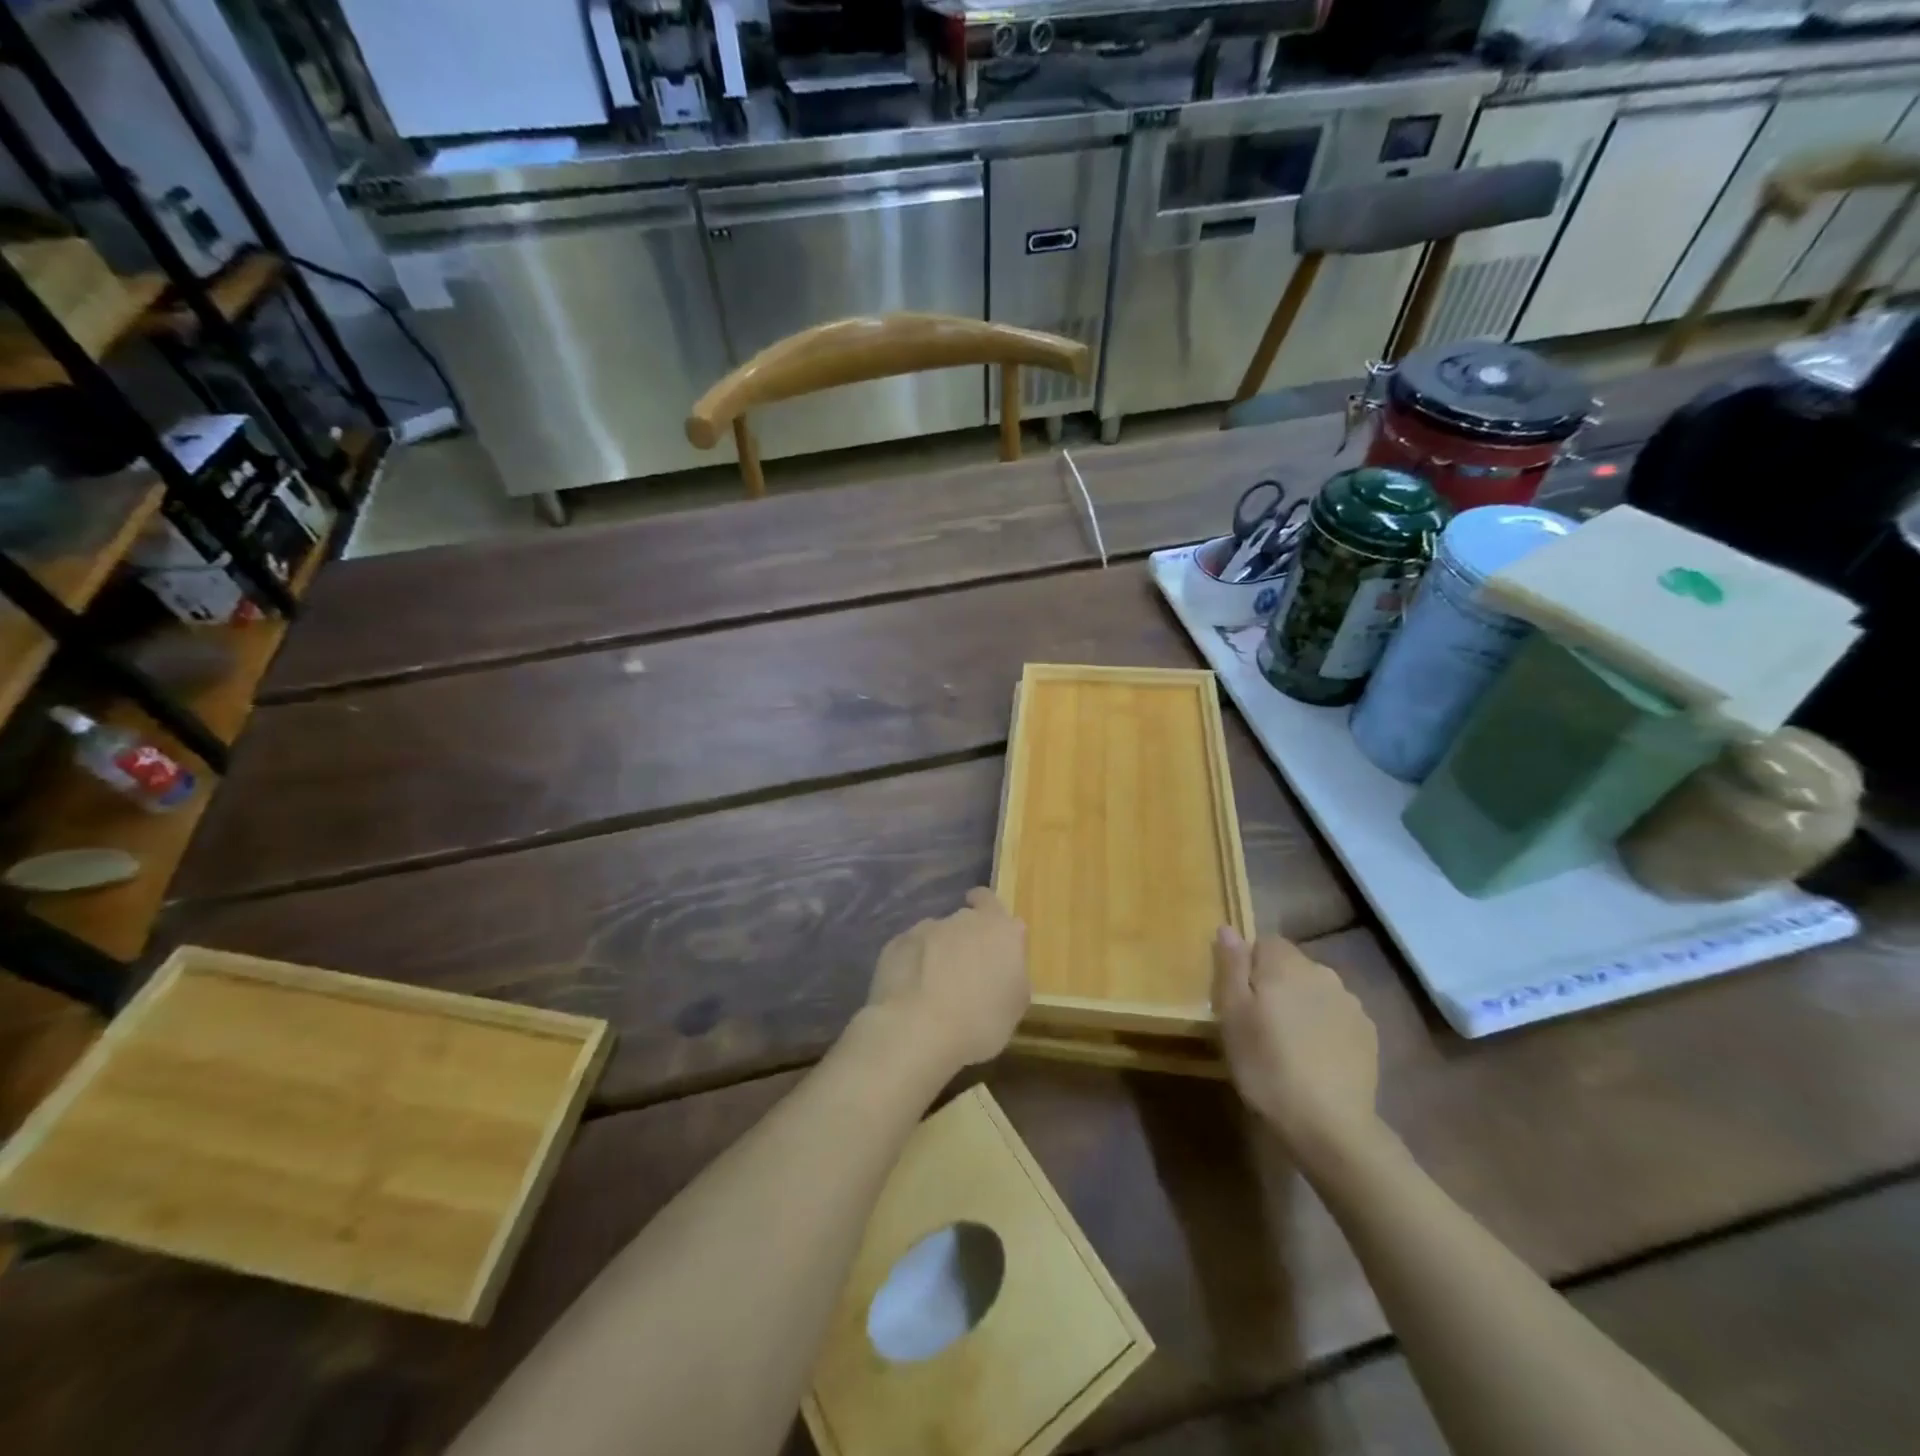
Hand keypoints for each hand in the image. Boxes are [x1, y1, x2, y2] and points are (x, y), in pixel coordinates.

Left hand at [867, 888, 1029, 1073]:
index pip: (991, 901)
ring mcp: (925, 928)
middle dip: (965, 939)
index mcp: (998, 929)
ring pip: (936, 935)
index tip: (986, 928)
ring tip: (933, 986)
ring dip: (937, 952)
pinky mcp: (895, 943)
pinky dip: (912, 963)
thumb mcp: (1016, 1005)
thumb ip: (1014, 972)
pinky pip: (910, 949)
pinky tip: (911, 991)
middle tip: (965, 971)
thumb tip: (1005, 960)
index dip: (987, 911)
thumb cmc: (979, 1022)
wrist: (917, 1029)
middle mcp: (962, 919)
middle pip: (965, 920)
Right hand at [1212, 926, 1379, 1163]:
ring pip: (1315, 991)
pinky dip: (1324, 1028)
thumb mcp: (1232, 1015)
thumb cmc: (1267, 1065)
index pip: (1264, 942)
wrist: (1330, 1126)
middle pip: (1291, 966)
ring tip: (1287, 1043)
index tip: (1238, 999)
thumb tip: (1228, 927)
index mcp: (1286, 964)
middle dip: (1275, 984)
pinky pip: (1336, 1017)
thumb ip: (1230, 966)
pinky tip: (1314, 1058)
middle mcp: (1323, 973)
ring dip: (1301, 1005)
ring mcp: (1351, 1004)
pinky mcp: (1368, 1035)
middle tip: (1257, 1023)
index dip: (1247, 966)